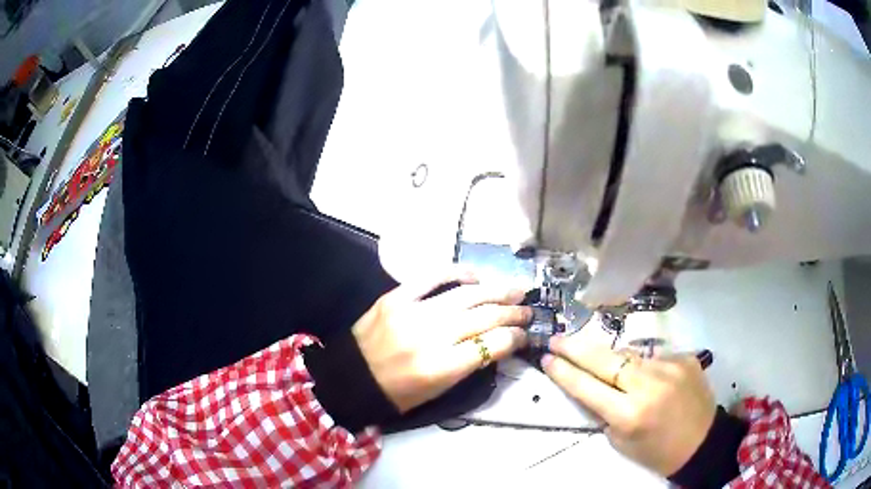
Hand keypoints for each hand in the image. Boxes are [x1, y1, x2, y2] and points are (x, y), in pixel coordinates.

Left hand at [352, 270, 531, 412]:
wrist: (349, 378)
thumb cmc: (396, 393)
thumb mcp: (437, 390)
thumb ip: (469, 366)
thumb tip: (498, 342)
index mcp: (439, 368)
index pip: (491, 345)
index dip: (514, 337)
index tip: (524, 334)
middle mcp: (429, 337)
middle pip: (483, 318)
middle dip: (512, 313)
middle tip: (527, 310)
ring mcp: (411, 312)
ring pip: (465, 295)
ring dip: (495, 291)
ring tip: (514, 290)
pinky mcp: (395, 297)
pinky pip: (431, 277)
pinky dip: (457, 273)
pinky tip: (475, 276)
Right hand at [542, 336, 715, 476]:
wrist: (702, 442)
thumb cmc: (656, 451)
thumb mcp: (622, 440)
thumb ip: (605, 411)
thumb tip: (594, 382)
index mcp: (630, 414)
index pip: (587, 387)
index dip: (564, 372)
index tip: (547, 358)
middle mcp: (649, 385)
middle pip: (604, 359)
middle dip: (576, 348)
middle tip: (557, 338)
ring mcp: (670, 366)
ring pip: (628, 353)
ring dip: (611, 357)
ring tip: (600, 360)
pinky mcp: (685, 357)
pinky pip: (653, 356)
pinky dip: (642, 364)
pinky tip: (646, 376)